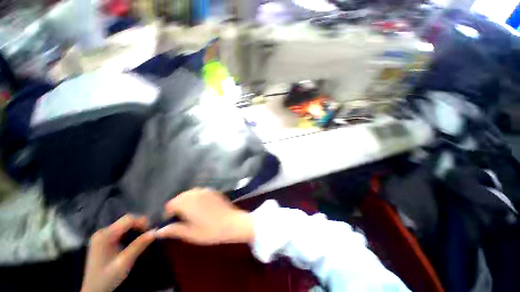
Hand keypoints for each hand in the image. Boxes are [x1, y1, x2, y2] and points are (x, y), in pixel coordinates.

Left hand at [81, 215, 155, 291]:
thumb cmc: (108, 277)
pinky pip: (119, 230)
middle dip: (139, 224)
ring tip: (143, 237)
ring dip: (135, 228)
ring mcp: (101, 235)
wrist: (93, 290)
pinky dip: (129, 233)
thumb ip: (139, 245)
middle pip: (125, 221)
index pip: (128, 220)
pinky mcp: (102, 240)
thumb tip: (155, 231)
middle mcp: (102, 232)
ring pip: (123, 225)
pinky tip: (133, 241)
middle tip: (149, 234)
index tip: (152, 229)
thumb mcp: (125, 262)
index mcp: (105, 236)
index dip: (142, 221)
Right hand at [157, 188, 253, 244]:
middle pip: (180, 197)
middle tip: (182, 219)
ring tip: (192, 213)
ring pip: (191, 193)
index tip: (172, 221)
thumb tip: (158, 231)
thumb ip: (174, 230)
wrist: (232, 223)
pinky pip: (201, 192)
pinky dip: (197, 198)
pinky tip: (203, 207)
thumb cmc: (210, 231)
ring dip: (187, 201)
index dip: (169, 213)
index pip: (171, 203)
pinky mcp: (214, 191)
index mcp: (188, 202)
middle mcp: (196, 193)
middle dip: (178, 206)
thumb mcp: (190, 234)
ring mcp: (206, 190)